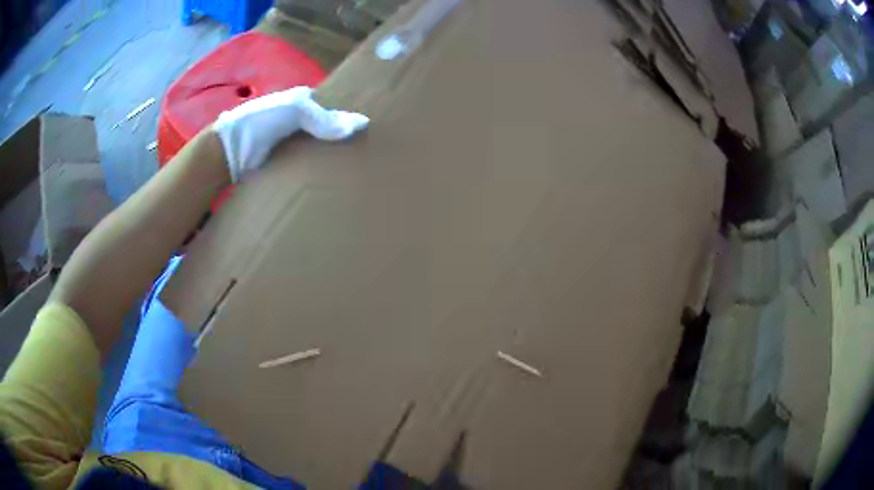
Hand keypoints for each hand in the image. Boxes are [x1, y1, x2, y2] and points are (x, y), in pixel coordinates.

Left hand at [212, 86, 368, 182]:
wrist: (232, 151)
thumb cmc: (263, 120)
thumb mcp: (296, 110)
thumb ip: (326, 118)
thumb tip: (363, 124)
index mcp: (303, 101)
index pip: (333, 107)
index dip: (348, 117)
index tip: (370, 130)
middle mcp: (300, 121)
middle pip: (328, 130)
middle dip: (343, 139)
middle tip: (368, 152)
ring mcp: (293, 143)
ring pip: (320, 149)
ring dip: (333, 158)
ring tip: (358, 168)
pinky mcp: (288, 163)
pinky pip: (309, 165)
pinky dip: (320, 170)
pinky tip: (336, 178)